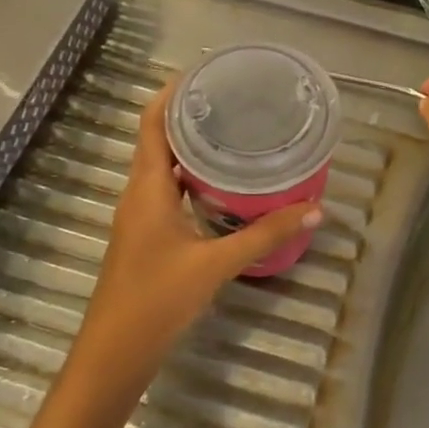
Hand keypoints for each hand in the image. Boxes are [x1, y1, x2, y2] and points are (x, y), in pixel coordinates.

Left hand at [70, 82, 321, 396]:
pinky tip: (222, 185)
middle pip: (158, 140)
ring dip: (190, 148)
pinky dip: (191, 178)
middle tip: (233, 99)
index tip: (204, 73)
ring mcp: (140, 217)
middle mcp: (139, 194)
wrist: (114, 354)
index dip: (172, 95)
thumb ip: (263, 235)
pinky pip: (167, 192)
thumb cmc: (156, 300)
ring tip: (233, 133)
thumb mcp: (215, 265)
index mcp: (147, 188)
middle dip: (190, 116)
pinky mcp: (147, 236)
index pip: (152, 124)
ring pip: (163, 168)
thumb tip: (313, 209)